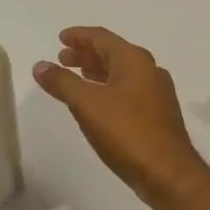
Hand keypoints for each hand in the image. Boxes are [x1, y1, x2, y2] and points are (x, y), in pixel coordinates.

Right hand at [33, 28, 208, 202]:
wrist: (168, 174)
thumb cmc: (127, 132)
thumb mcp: (87, 104)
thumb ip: (62, 82)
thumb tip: (40, 65)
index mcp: (134, 60)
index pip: (102, 37)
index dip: (79, 36)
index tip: (60, 39)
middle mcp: (149, 71)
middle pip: (113, 53)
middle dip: (86, 54)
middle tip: (63, 59)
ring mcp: (157, 94)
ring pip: (122, 73)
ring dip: (97, 72)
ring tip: (76, 78)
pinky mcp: (158, 116)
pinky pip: (128, 91)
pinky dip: (108, 89)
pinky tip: (98, 104)